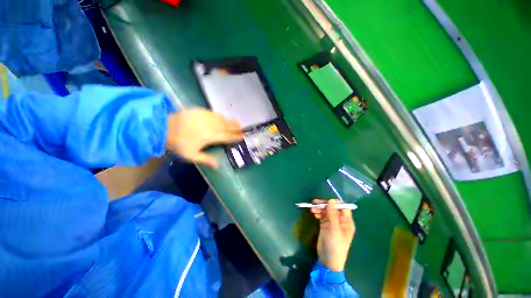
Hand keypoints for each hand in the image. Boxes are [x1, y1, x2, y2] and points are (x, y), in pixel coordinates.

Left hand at [166, 108, 242, 167]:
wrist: (164, 127)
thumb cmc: (179, 143)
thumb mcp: (191, 155)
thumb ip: (206, 159)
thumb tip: (218, 166)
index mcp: (211, 137)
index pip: (227, 137)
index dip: (235, 137)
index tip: (241, 137)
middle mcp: (212, 126)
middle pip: (227, 127)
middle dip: (236, 128)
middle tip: (242, 129)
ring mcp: (207, 117)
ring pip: (223, 119)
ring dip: (230, 121)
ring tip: (237, 122)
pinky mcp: (201, 111)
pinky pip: (215, 113)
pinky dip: (221, 116)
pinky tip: (223, 117)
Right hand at [310, 199, 355, 271]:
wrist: (328, 260)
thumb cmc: (335, 245)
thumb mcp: (334, 229)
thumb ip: (332, 214)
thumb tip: (332, 200)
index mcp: (346, 222)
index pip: (343, 207)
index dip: (335, 203)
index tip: (326, 201)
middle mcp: (340, 221)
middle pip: (332, 208)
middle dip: (324, 205)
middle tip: (315, 203)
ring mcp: (332, 223)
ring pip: (326, 211)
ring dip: (319, 209)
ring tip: (312, 209)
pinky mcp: (325, 225)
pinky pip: (322, 216)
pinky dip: (318, 213)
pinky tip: (313, 214)